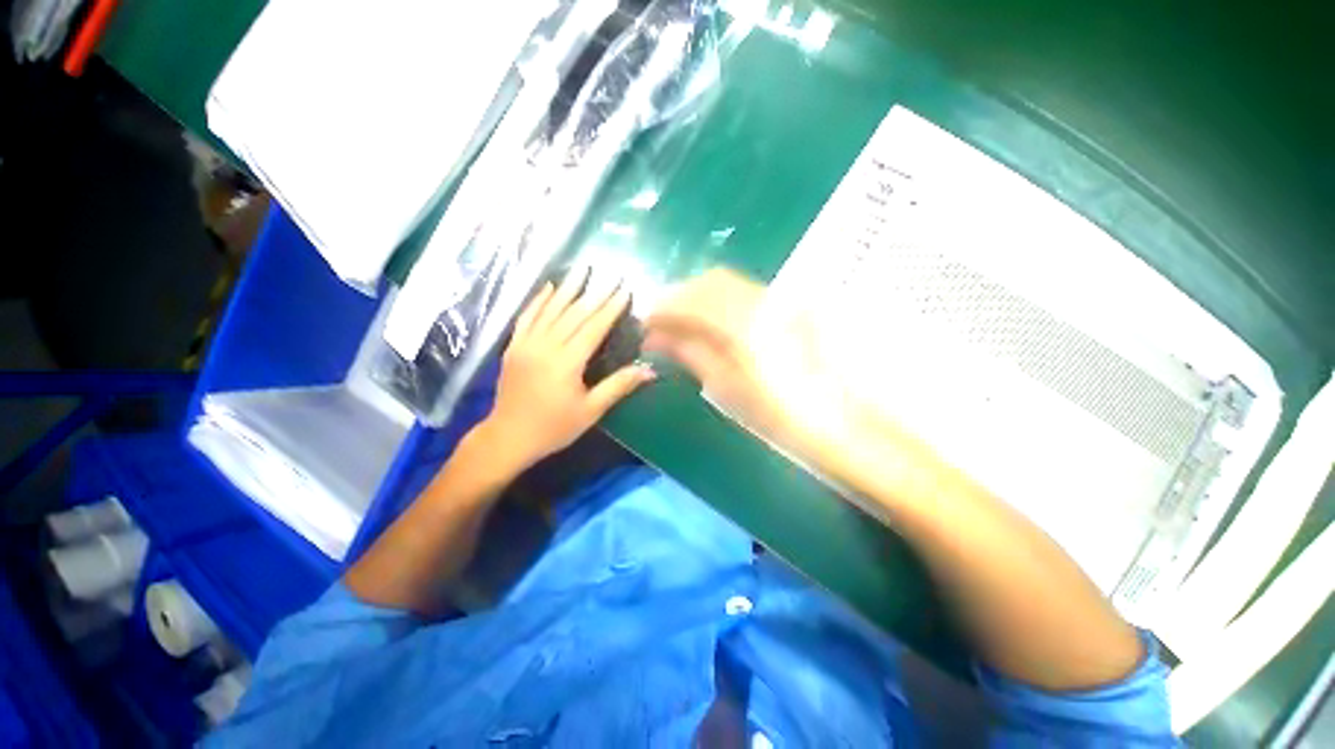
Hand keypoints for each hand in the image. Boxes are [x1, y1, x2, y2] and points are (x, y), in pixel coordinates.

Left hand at [474, 269, 656, 473]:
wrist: (508, 437)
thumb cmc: (554, 427)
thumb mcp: (591, 410)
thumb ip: (619, 386)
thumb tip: (649, 370)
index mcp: (567, 362)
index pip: (593, 327)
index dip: (610, 308)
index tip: (624, 290)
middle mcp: (546, 346)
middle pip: (574, 314)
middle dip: (594, 294)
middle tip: (610, 275)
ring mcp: (526, 344)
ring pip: (550, 310)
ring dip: (567, 288)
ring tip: (581, 269)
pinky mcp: (513, 346)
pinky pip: (526, 317)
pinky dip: (538, 300)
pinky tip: (548, 287)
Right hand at [642, 268, 817, 449]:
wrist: (839, 422)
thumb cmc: (780, 416)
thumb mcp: (727, 389)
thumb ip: (690, 354)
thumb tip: (655, 337)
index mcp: (747, 323)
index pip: (694, 298)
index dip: (664, 307)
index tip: (645, 322)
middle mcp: (766, 299)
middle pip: (712, 280)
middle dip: (681, 296)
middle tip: (661, 323)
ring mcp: (783, 299)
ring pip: (730, 283)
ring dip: (701, 297)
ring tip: (683, 323)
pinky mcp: (792, 305)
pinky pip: (747, 292)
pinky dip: (722, 302)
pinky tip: (713, 323)